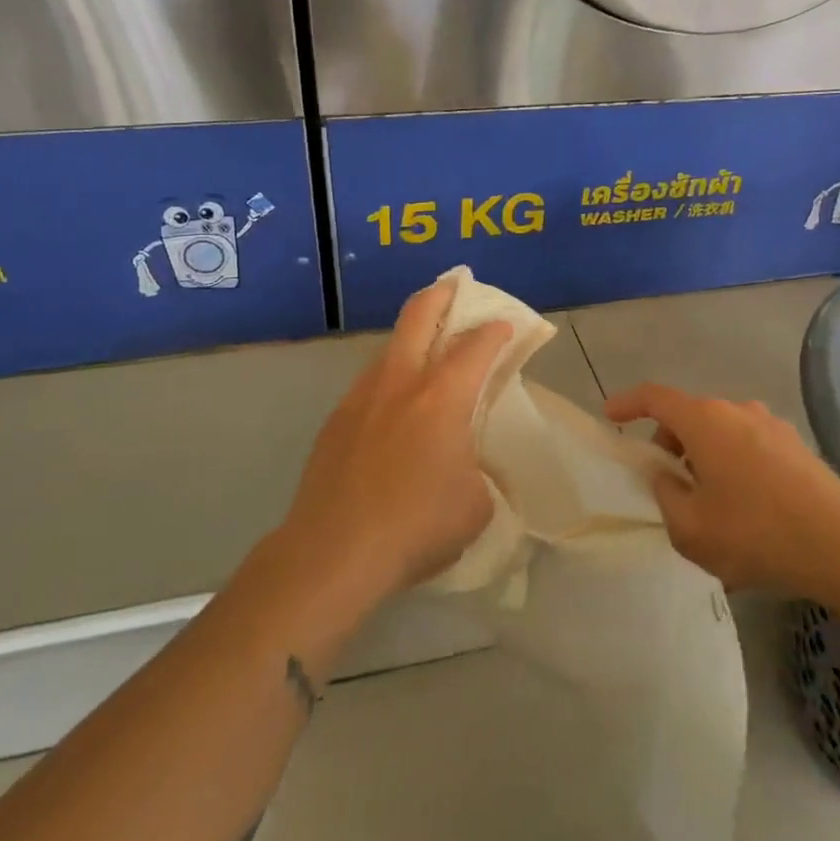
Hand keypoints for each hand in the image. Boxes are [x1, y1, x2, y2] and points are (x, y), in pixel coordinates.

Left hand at [283, 277, 511, 600]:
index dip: (496, 330)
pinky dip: (390, 379)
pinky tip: (394, 408)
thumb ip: (476, 468)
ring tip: (427, 352)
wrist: (334, 552)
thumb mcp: (475, 503)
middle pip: (419, 315)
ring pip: (390, 347)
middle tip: (456, 287)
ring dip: (412, 338)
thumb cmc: (417, 526)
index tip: (506, 327)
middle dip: (442, 294)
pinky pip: (370, 384)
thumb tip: (463, 464)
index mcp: (442, 397)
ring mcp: (361, 397)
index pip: (476, 345)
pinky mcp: (336, 421)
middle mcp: (400, 383)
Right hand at [604, 384, 839, 593]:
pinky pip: (750, 447)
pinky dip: (733, 465)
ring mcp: (773, 426)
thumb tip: (664, 474)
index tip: (610, 416)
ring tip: (707, 503)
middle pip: (690, 416)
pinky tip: (744, 509)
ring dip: (704, 456)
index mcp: (705, 421)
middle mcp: (738, 411)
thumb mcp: (690, 527)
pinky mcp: (797, 446)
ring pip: (722, 432)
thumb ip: (665, 494)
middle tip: (666, 483)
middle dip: (669, 442)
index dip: (628, 402)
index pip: (655, 397)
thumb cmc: (754, 533)